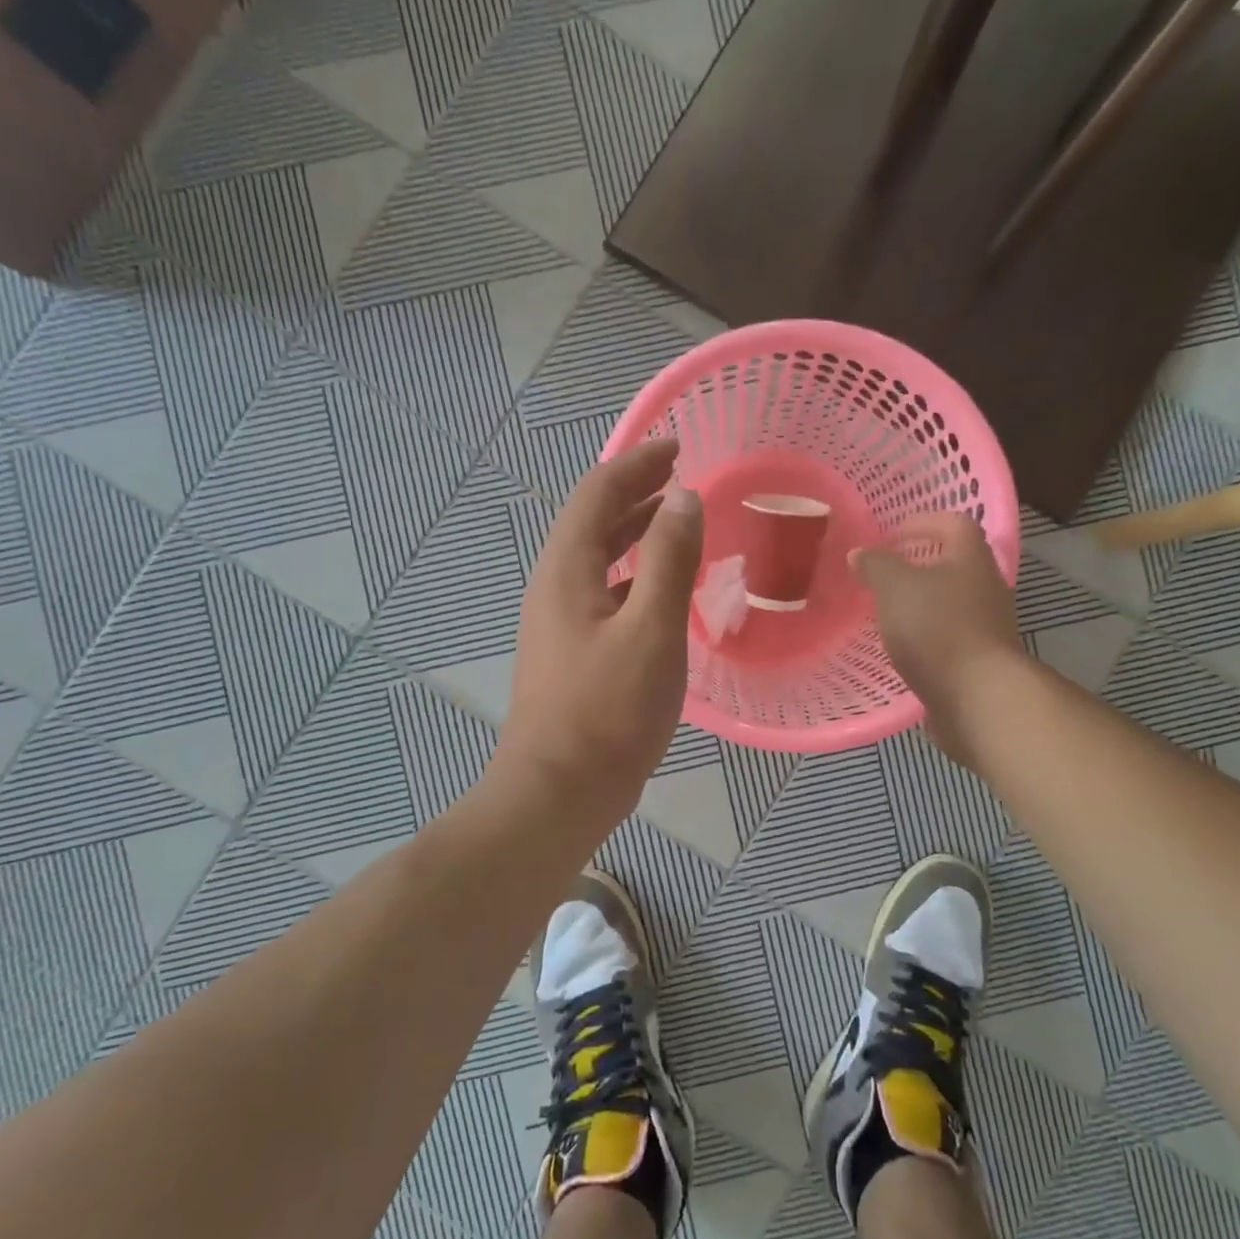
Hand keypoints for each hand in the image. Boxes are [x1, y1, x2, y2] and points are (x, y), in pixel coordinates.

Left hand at [498, 440, 703, 829]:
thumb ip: (670, 559)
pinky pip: (605, 591)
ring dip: (635, 531)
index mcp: (567, 569)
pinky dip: (635, 573)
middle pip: (594, 520)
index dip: (637, 463)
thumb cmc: (608, 709)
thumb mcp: (651, 629)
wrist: (559, 792)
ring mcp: (560, 621)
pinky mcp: (573, 651)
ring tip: (676, 519)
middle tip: (681, 475)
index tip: (678, 446)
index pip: (598, 493)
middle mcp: (555, 585)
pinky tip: (663, 588)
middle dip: (636, 491)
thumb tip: (683, 497)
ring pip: (599, 557)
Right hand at [851, 513, 1023, 767]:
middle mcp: (986, 586)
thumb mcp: (895, 587)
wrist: (978, 696)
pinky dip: (926, 633)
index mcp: (970, 558)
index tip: (890, 535)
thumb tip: (860, 553)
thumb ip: (876, 565)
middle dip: (919, 564)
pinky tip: (901, 645)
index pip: (953, 523)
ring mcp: (988, 624)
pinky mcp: (980, 658)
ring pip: (951, 600)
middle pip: (954, 562)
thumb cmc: (937, 628)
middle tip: (883, 572)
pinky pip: (950, 634)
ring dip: (921, 601)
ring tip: (886, 610)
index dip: (922, 522)